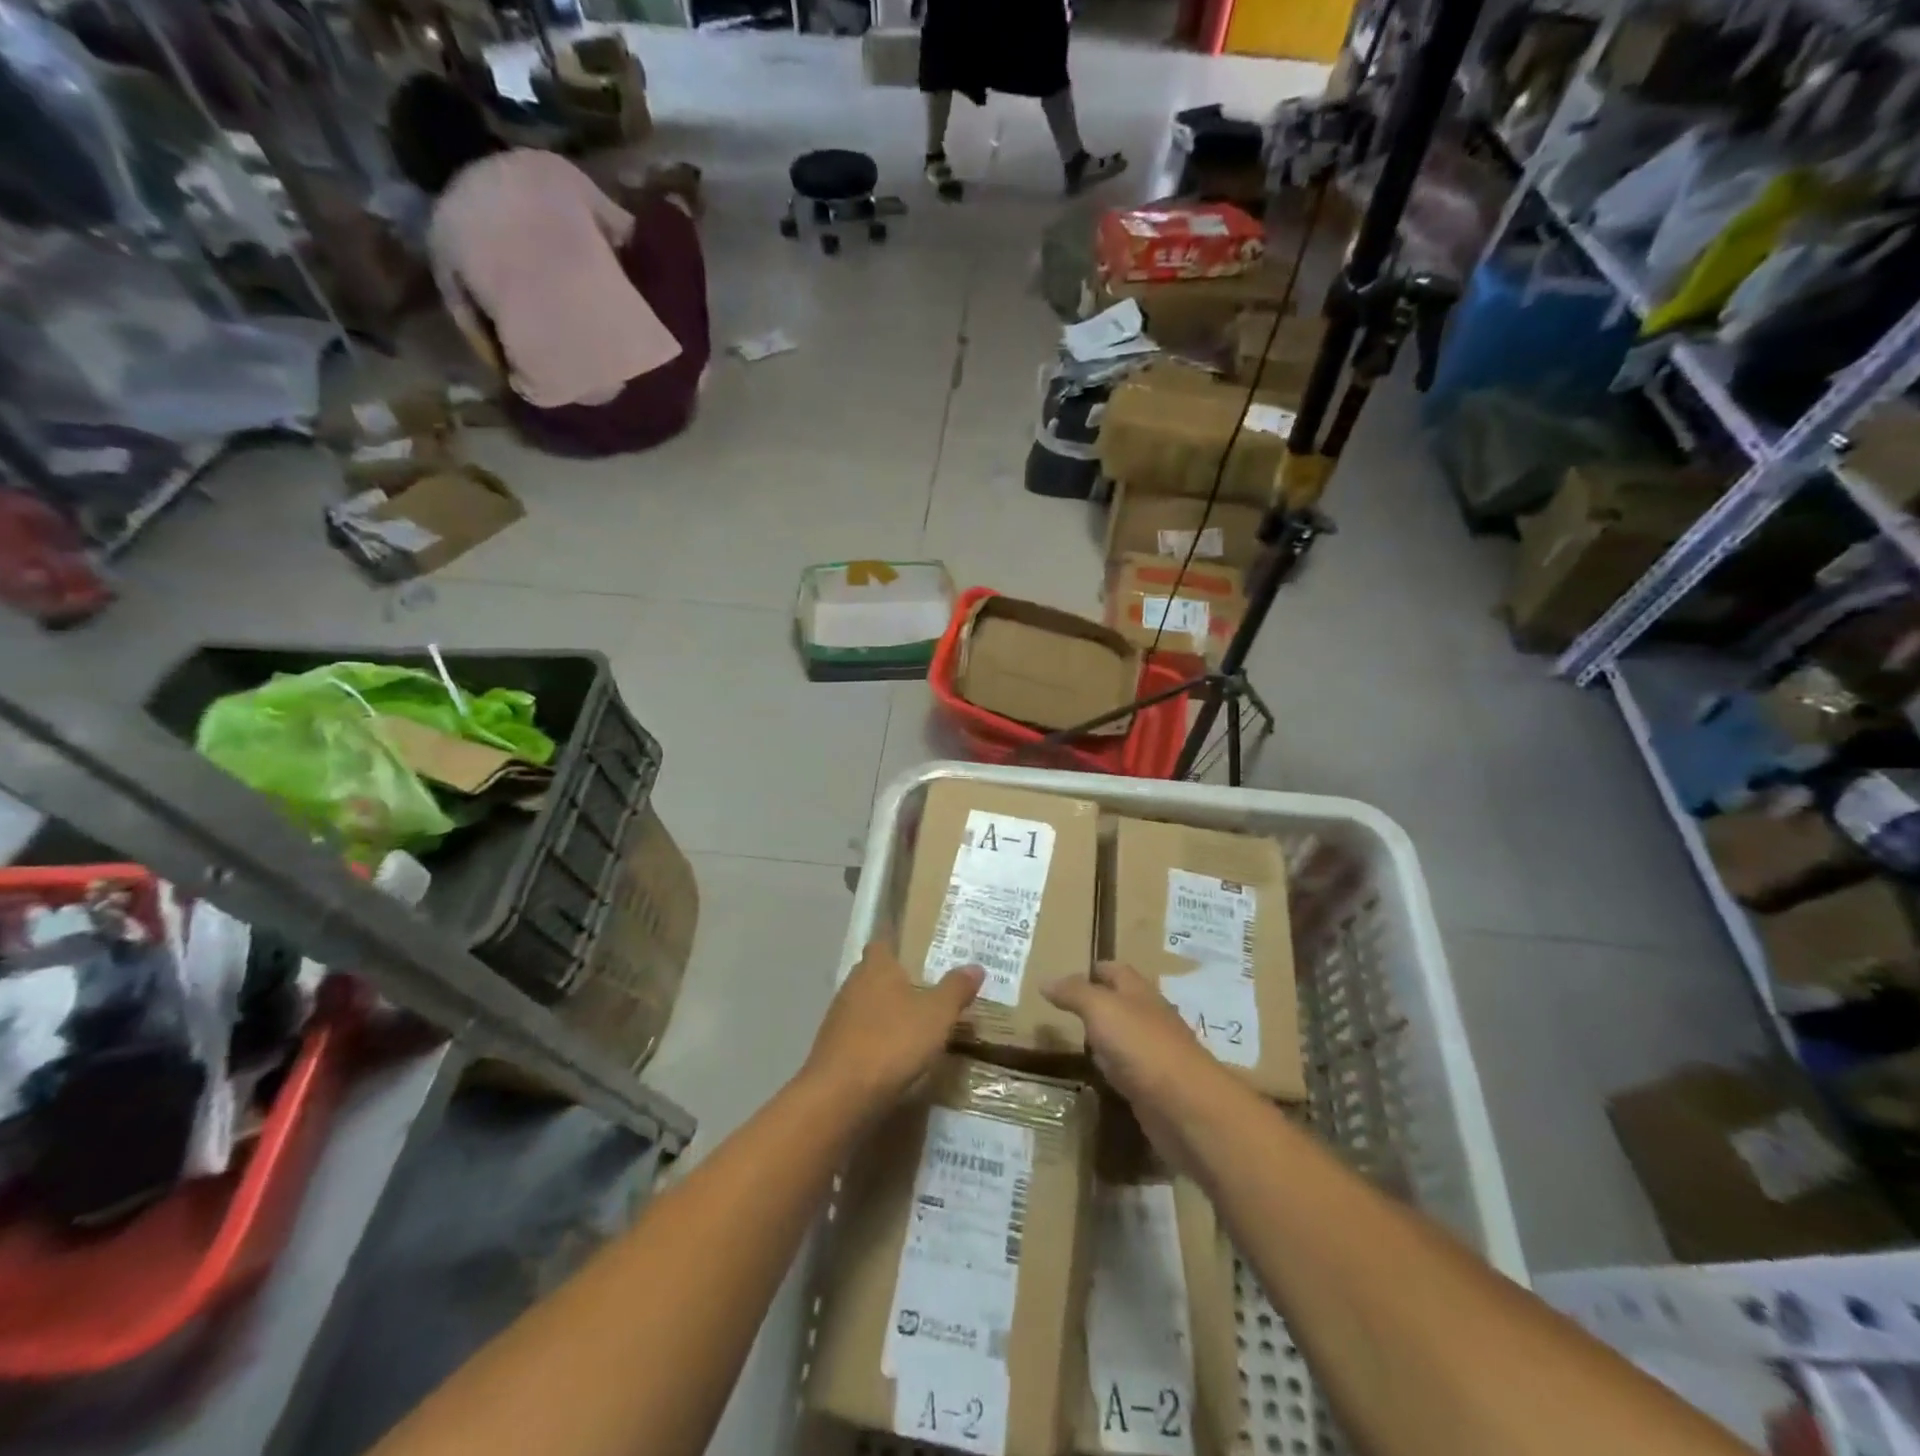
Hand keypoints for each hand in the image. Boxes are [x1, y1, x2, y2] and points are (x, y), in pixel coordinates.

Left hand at [802, 943, 981, 1118]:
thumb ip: (955, 989)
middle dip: (896, 981)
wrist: (840, 1095)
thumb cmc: (892, 1042)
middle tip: (926, 988)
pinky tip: (893, 1054)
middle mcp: (852, 985)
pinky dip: (875, 1039)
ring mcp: (838, 1018)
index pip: (882, 943)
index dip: (898, 945)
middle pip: (874, 974)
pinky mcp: (832, 1049)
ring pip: (866, 1005)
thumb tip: (976, 966)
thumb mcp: (937, 1015)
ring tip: (914, 1023)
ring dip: (885, 1013)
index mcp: (876, 967)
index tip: (918, 952)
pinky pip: (859, 1034)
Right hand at [1044, 961, 1243, 1170]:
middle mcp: (1151, 1018)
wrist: (1185, 1106)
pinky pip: (1129, 1070)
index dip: (1096, 969)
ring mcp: (1156, 1054)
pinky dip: (1113, 1068)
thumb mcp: (1101, 1009)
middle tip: (1068, 1006)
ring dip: (1107, 1036)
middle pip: (1124, 1002)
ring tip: (1078, 1038)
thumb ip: (1074, 994)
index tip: (1071, 973)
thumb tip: (1045, 981)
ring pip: (1126, 1037)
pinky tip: (1100, 1074)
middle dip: (1100, 1001)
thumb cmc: (1141, 1046)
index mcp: (1140, 993)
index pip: (1116, 970)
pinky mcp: (1155, 1087)